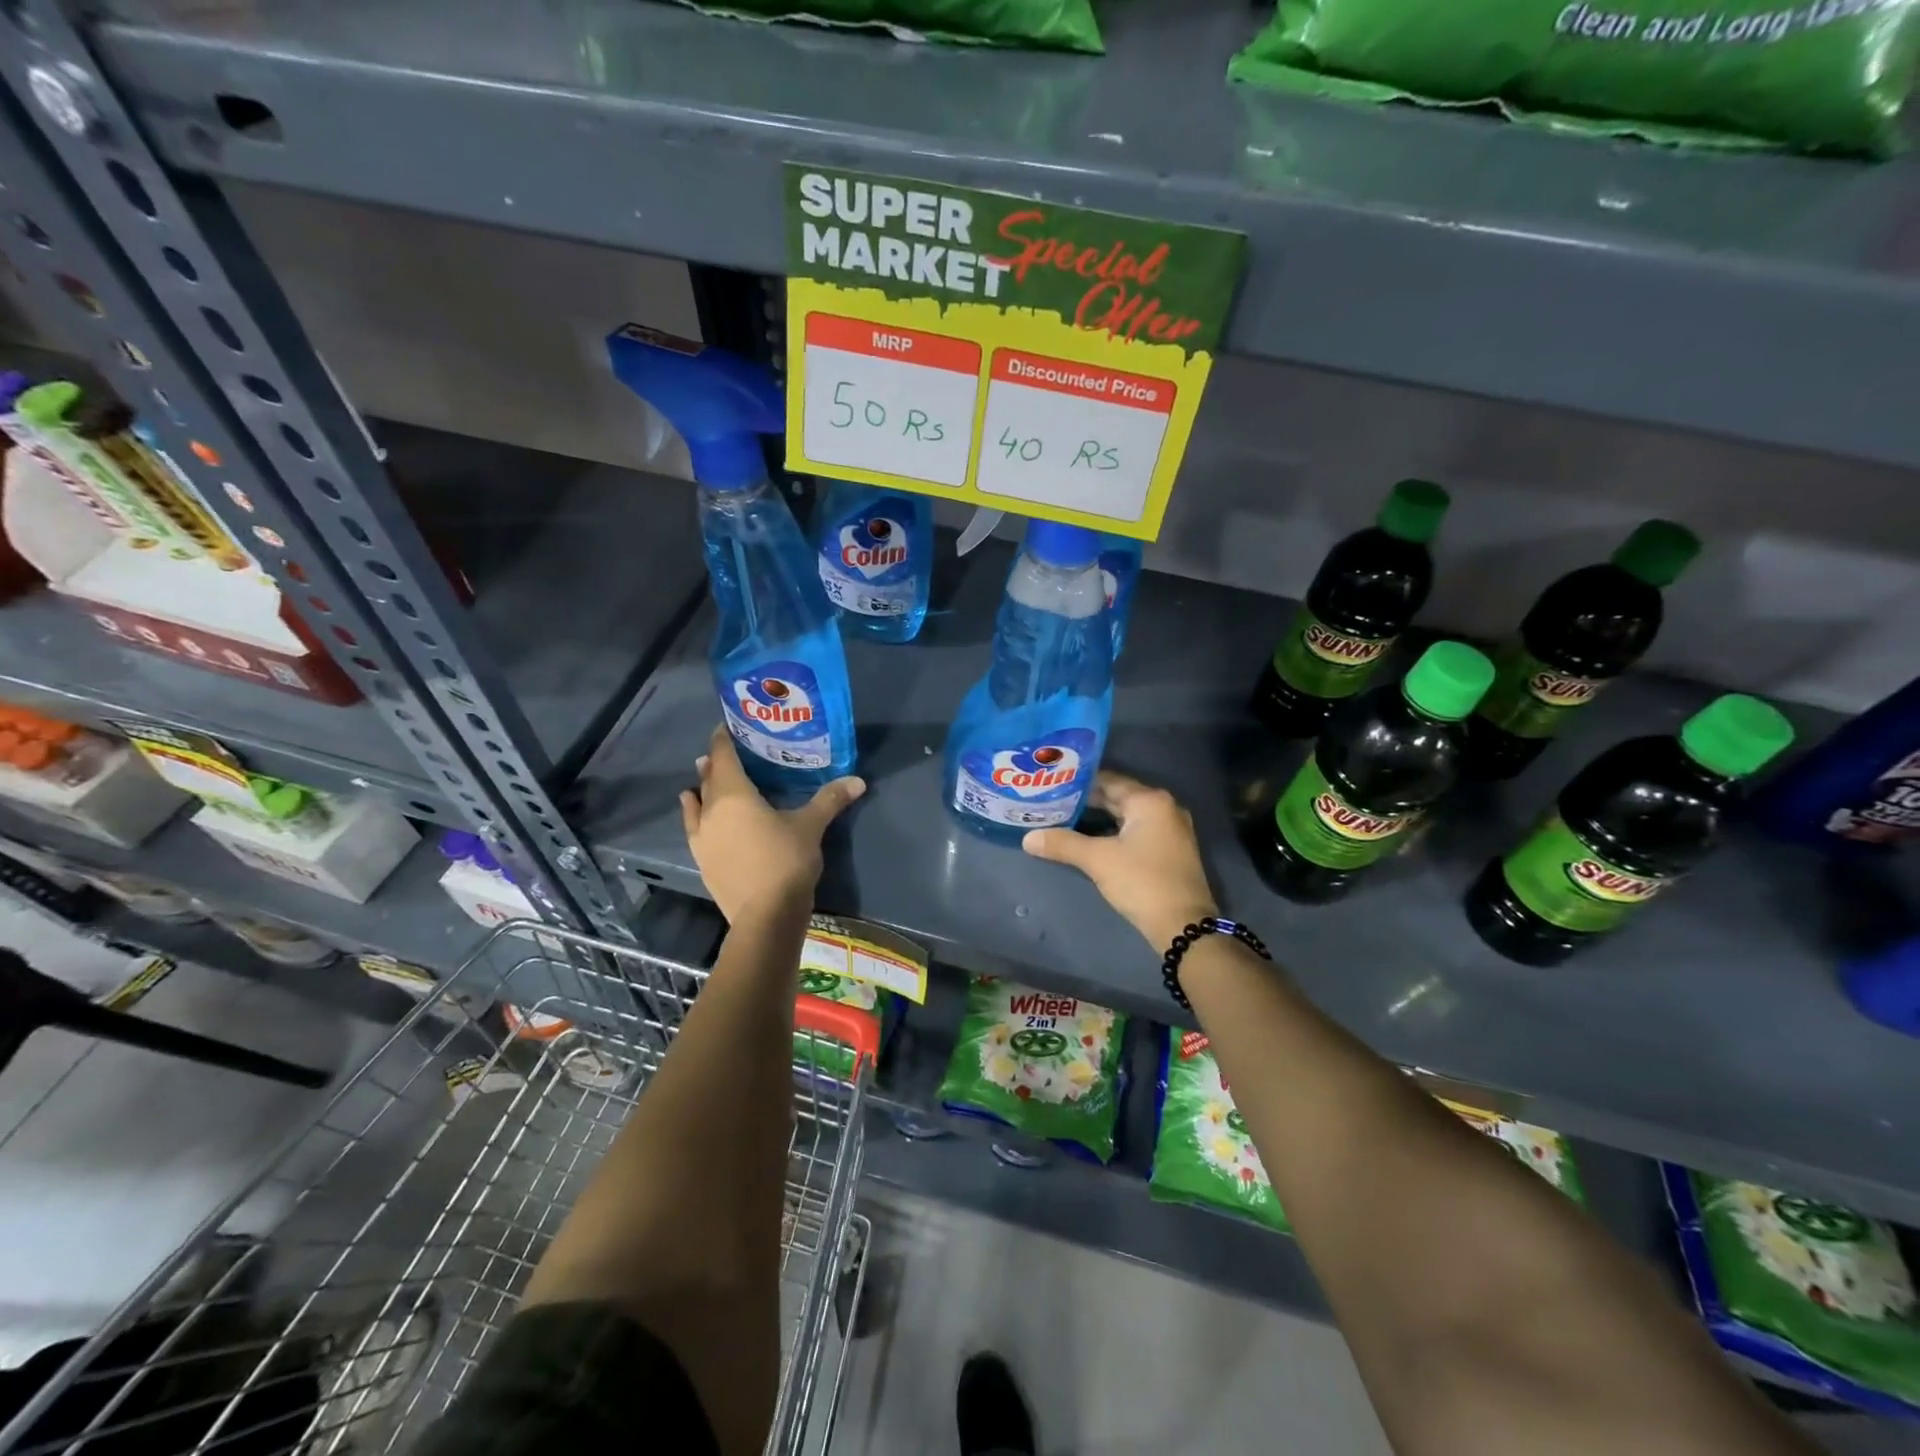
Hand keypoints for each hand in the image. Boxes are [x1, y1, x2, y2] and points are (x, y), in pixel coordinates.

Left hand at [679, 725, 865, 923]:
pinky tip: (697, 813)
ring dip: (702, 787)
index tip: (726, 726)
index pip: (723, 756)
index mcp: (734, 795)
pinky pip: (694, 826)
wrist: (765, 916)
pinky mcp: (702, 860)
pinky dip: (695, 814)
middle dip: (716, 762)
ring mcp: (702, 837)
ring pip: (697, 802)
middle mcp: (710, 810)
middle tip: (728, 751)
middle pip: (709, 777)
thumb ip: (830, 799)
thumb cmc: (786, 861)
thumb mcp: (811, 826)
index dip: (723, 739)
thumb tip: (858, 780)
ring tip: (706, 777)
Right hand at [1022, 771, 1217, 948]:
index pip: (1107, 779)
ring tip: (1062, 817)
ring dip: (1096, 817)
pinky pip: (1134, 831)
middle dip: (1085, 801)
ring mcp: (1169, 830)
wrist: (1183, 926)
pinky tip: (1087, 839)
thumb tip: (1028, 838)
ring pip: (1124, 816)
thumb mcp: (1098, 860)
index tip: (1051, 783)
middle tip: (1051, 800)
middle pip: (1117, 796)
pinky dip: (1111, 832)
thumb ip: (1062, 843)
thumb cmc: (1142, 882)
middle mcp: (1163, 808)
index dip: (1077, 782)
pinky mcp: (1168, 850)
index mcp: (1149, 800)